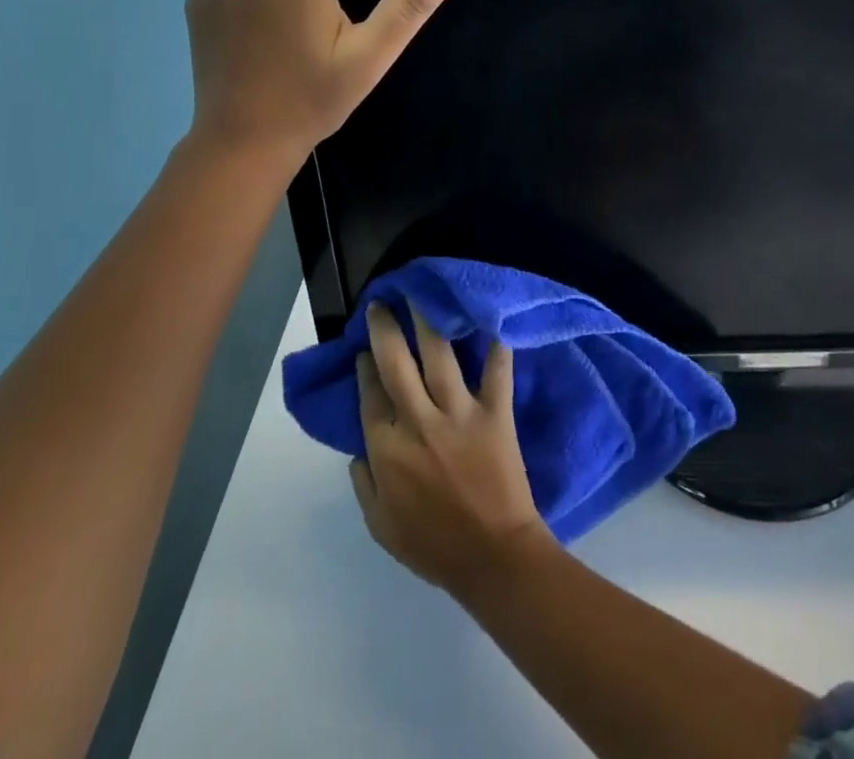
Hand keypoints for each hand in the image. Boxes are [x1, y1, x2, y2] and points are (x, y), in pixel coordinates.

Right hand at [352, 302, 554, 603]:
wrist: (491, 557)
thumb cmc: (433, 546)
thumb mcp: (381, 526)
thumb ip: (364, 484)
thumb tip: (357, 450)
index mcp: (387, 450)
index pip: (370, 395)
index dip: (365, 367)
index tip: (364, 348)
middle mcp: (419, 422)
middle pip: (396, 364)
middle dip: (386, 329)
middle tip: (382, 303)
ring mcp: (458, 414)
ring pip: (439, 356)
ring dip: (428, 321)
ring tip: (421, 295)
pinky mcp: (494, 413)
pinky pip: (496, 372)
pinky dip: (497, 345)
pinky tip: (494, 318)